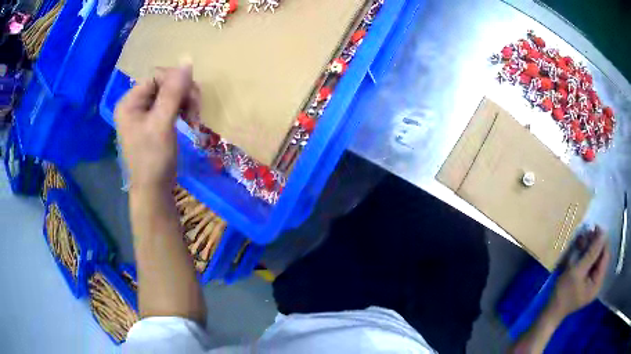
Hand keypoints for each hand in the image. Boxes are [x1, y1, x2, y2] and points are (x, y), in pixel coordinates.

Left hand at [115, 64, 199, 190]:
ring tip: (195, 118)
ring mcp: (145, 113)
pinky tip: (191, 120)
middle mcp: (135, 104)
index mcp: (130, 102)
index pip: (156, 77)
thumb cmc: (153, 158)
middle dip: (183, 93)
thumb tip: (187, 60)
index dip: (176, 81)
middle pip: (164, 84)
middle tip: (196, 109)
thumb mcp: (162, 123)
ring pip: (171, 94)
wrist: (154, 189)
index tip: (193, 96)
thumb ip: (173, 91)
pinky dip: (183, 110)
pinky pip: (171, 105)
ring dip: (186, 102)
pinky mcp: (154, 121)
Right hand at [550, 226, 609, 317]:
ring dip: (589, 249)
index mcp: (598, 282)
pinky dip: (585, 256)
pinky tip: (579, 250)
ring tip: (581, 240)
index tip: (595, 227)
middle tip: (587, 233)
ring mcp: (591, 284)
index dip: (602, 241)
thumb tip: (603, 233)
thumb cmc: (564, 293)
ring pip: (595, 260)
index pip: (605, 256)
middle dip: (595, 245)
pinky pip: (589, 265)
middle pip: (600, 257)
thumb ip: (592, 253)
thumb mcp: (578, 271)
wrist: (550, 312)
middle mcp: (597, 282)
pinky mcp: (585, 283)